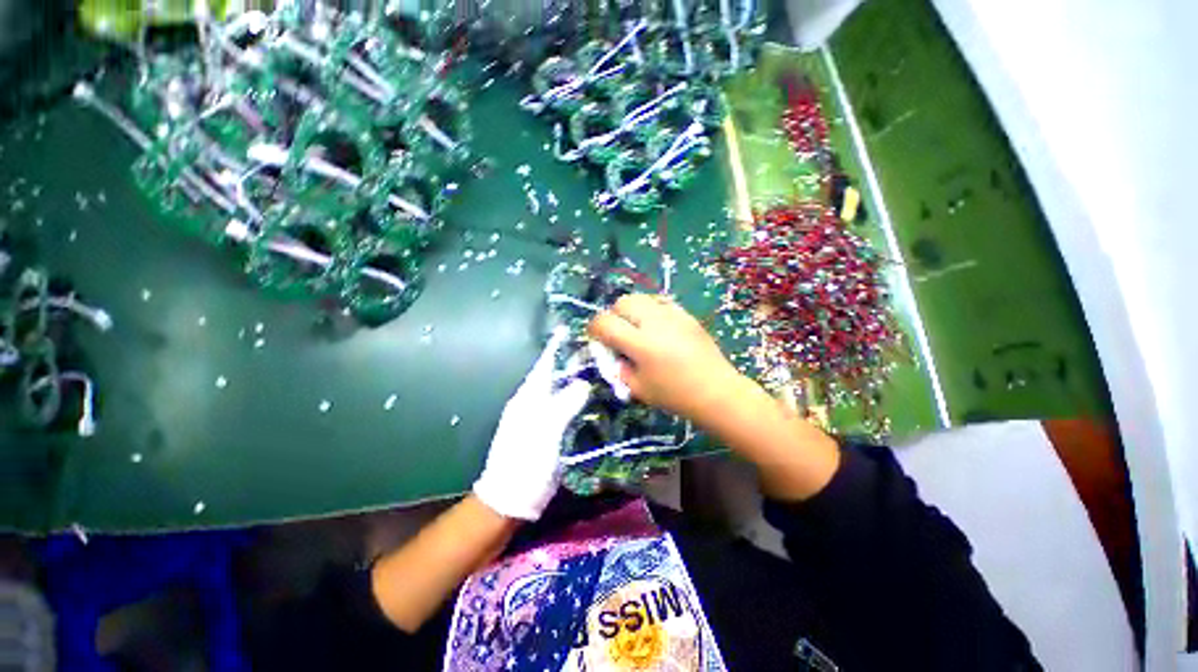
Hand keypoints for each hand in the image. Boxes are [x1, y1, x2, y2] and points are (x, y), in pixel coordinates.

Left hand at [473, 328, 590, 520]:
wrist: (512, 497)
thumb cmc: (525, 461)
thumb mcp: (544, 431)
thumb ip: (564, 405)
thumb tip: (583, 383)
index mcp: (529, 397)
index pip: (544, 364)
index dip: (556, 346)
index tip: (569, 329)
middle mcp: (535, 402)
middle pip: (556, 375)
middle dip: (573, 361)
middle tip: (597, 349)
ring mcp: (543, 417)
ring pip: (563, 391)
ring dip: (578, 379)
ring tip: (601, 368)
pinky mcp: (551, 431)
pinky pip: (568, 408)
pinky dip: (581, 399)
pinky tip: (596, 398)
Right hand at [587, 294, 745, 426]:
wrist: (716, 391)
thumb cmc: (675, 395)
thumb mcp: (638, 389)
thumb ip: (619, 368)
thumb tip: (612, 353)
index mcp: (640, 343)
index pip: (605, 322)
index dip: (594, 329)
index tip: (596, 338)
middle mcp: (654, 322)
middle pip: (622, 302)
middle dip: (614, 316)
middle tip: (619, 334)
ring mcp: (672, 314)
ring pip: (641, 297)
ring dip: (632, 310)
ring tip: (637, 328)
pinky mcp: (686, 314)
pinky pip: (660, 302)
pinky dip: (650, 310)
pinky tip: (657, 327)